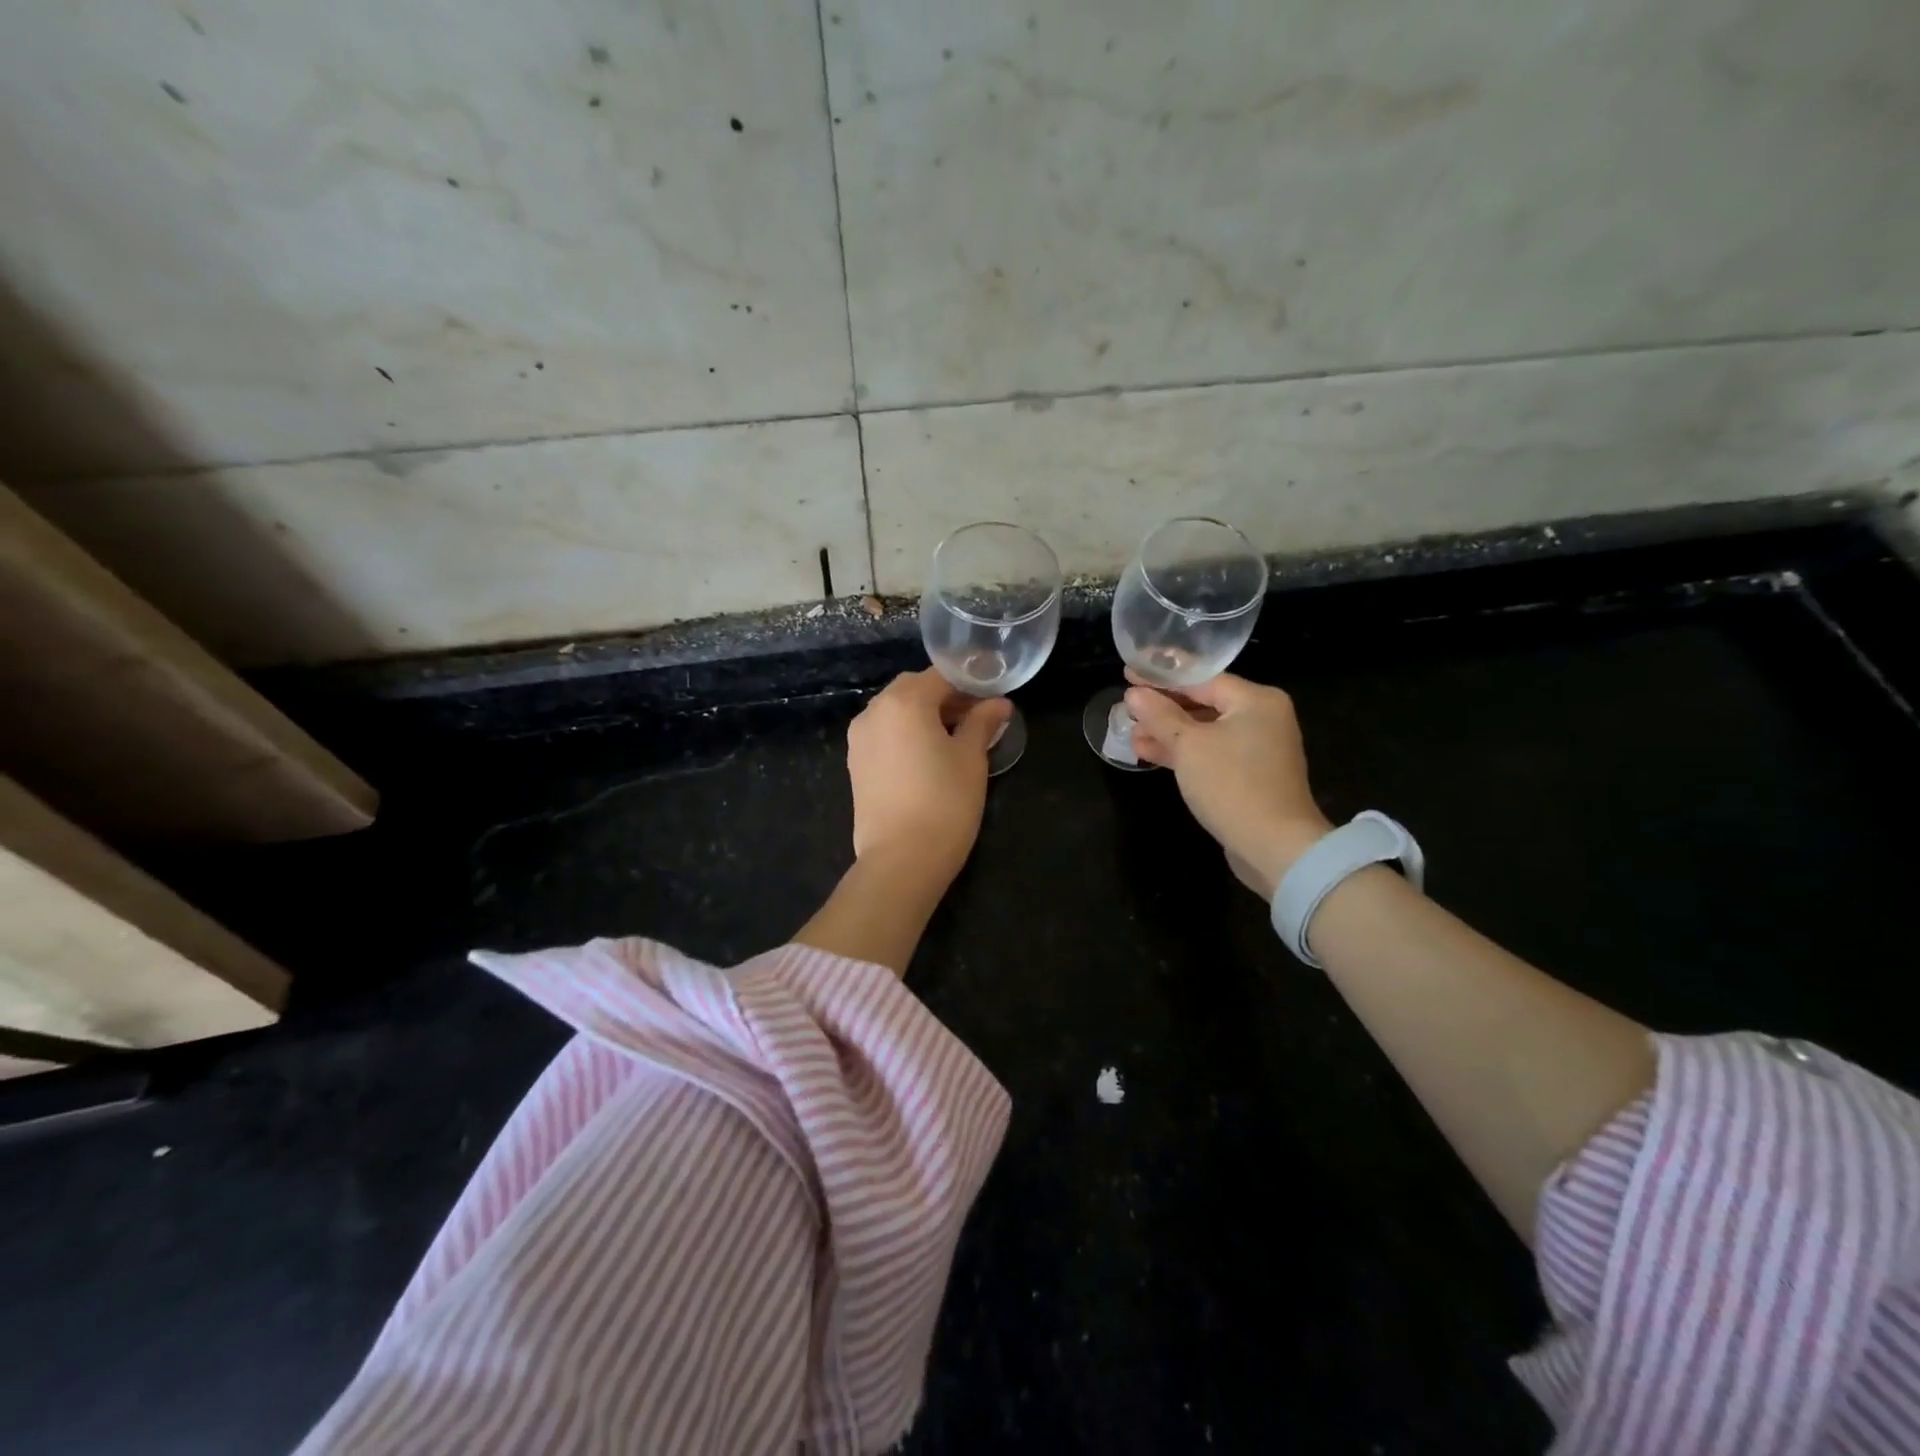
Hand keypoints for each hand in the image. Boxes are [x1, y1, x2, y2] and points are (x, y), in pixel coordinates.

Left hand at [847, 669, 1010, 878]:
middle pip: (914, 689)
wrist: (901, 860)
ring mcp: (859, 738)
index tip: (992, 701)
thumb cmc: (944, 803)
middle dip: (945, 697)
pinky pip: (884, 733)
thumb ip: (982, 722)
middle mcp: (874, 711)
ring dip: (923, 715)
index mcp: (905, 701)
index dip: (970, 684)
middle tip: (975, 719)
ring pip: (895, 711)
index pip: (942, 676)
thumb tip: (998, 703)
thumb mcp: (971, 758)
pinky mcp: (855, 763)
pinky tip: (926, 757)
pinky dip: (905, 734)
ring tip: (953, 740)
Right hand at [1124, 671, 1332, 897]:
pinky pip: (1212, 754)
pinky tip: (1151, 755)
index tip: (1129, 676)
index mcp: (1256, 700)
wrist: (1274, 846)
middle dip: (1164, 710)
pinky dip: (1185, 754)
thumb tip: (1135, 694)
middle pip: (1205, 704)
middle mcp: (1263, 718)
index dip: (1162, 679)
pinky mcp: (1250, 776)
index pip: (1202, 679)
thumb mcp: (1188, 746)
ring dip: (1169, 734)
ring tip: (1132, 736)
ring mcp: (1258, 749)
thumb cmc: (1231, 784)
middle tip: (1128, 709)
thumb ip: (1160, 716)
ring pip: (1205, 732)